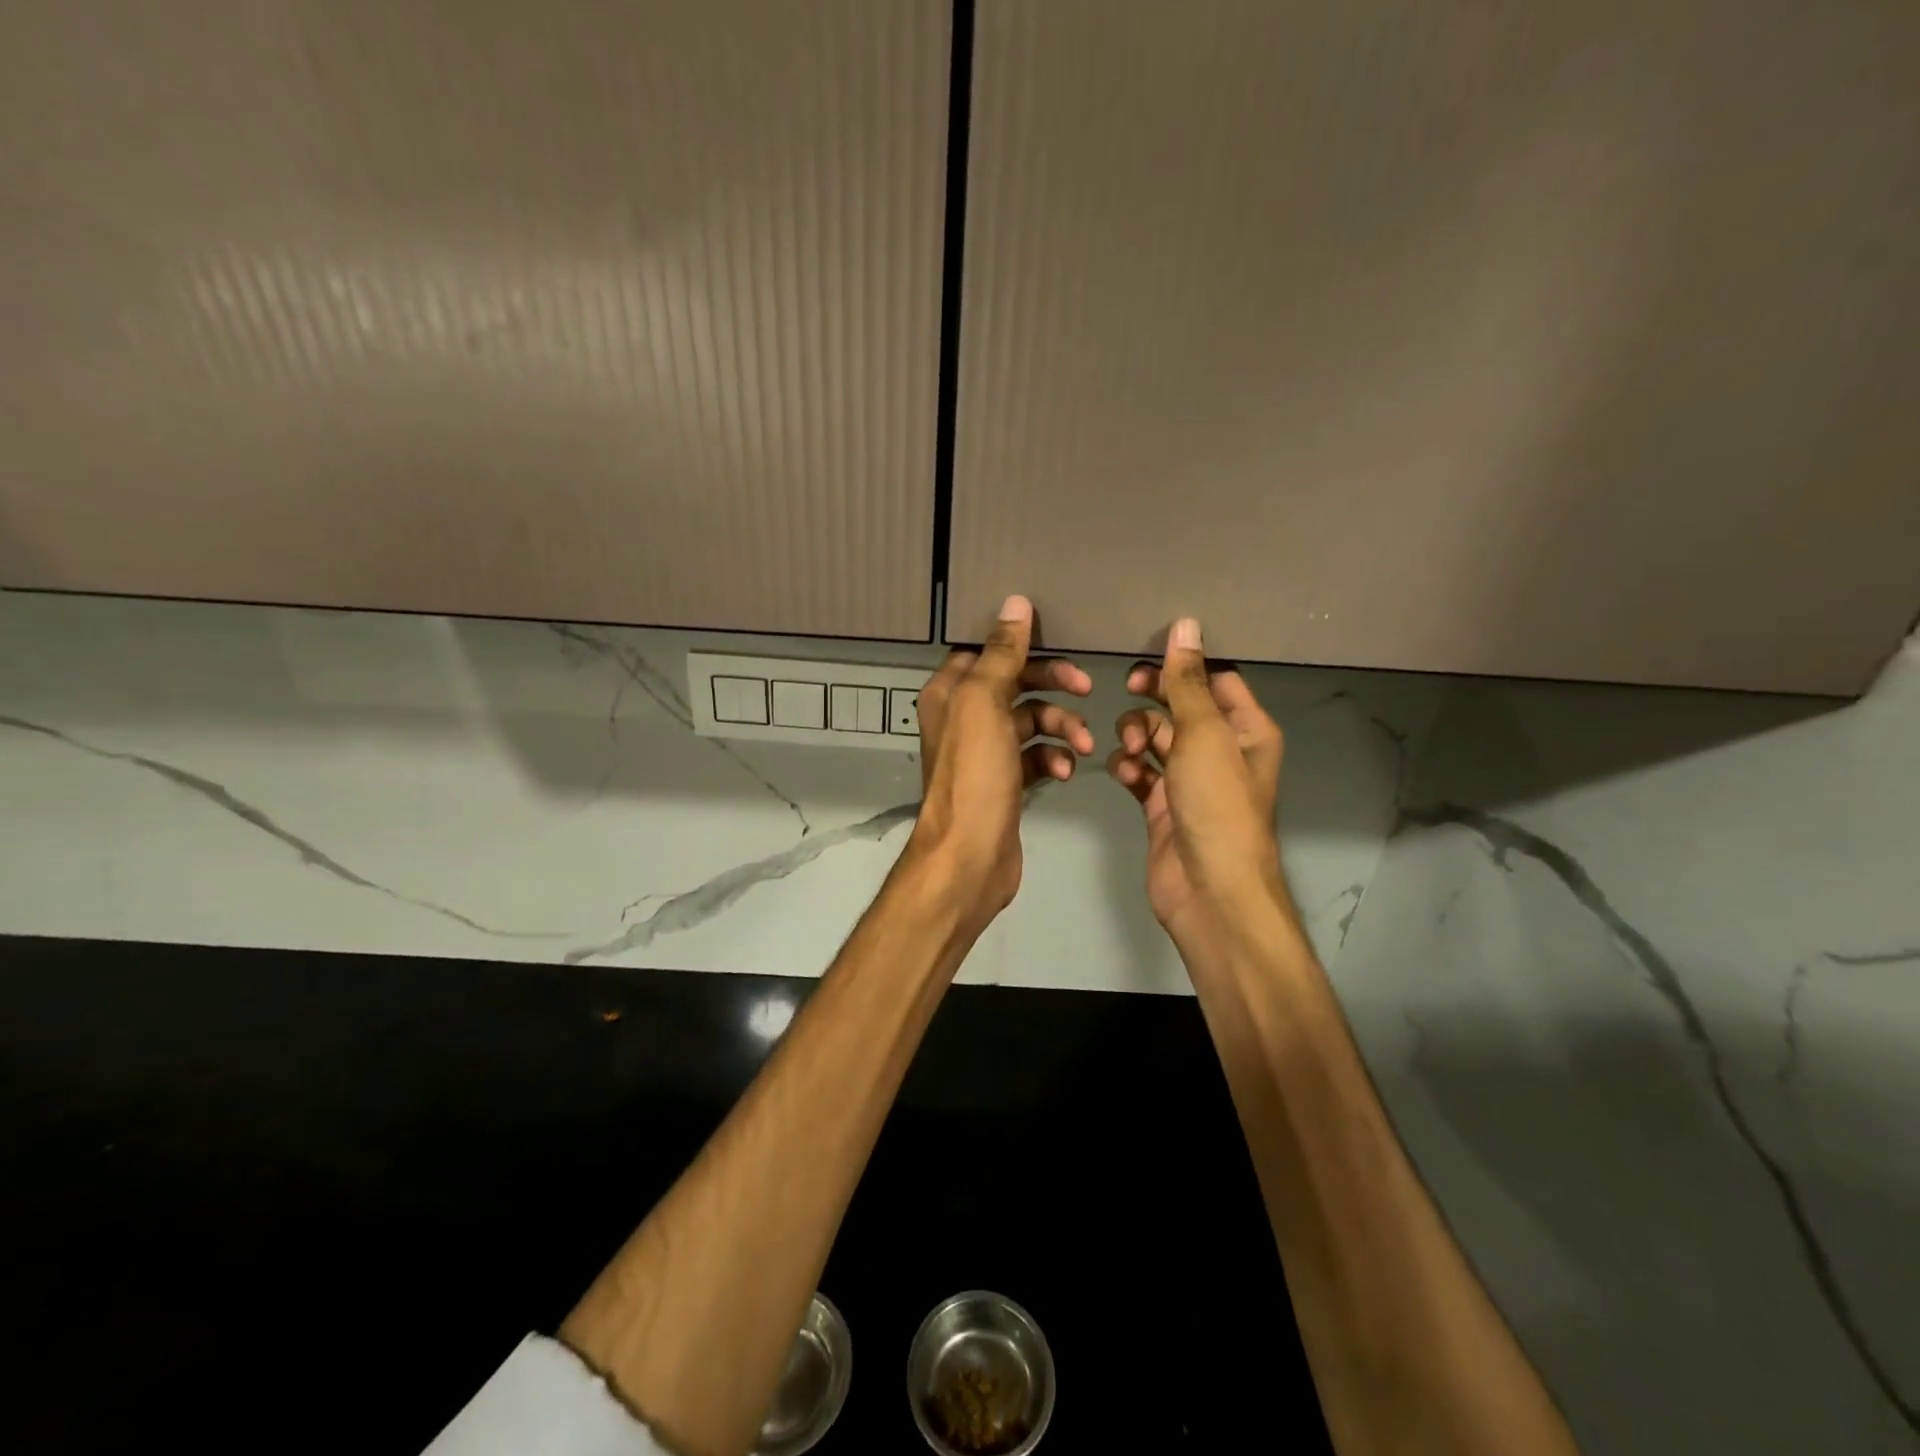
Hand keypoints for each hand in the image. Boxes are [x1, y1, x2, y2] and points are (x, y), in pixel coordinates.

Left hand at [909, 595, 1092, 922]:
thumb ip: (1001, 653)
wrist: (971, 855)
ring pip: (1031, 720)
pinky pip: (1036, 756)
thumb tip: (1015, 604)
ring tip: (1082, 745)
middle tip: (1085, 687)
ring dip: (1060, 726)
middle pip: (1014, 683)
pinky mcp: (1005, 780)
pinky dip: (1053, 758)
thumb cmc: (975, 774)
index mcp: (950, 692)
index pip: (986, 651)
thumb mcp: (985, 703)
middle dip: (1052, 684)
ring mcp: (985, 751)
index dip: (1020, 646)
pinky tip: (1065, 772)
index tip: (1057, 644)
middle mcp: (963, 716)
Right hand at [1106, 617, 1289, 942]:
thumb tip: (1186, 626)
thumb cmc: (1216, 803)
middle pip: (1182, 706)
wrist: (1208, 888)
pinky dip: (1129, 767)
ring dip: (1137, 734)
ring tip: (1129, 746)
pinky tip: (1123, 772)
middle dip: (1155, 697)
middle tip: (1130, 687)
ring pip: (1156, 738)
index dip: (1186, 664)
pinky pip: (1140, 772)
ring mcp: (1190, 780)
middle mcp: (1221, 750)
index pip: (1217, 679)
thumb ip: (1188, 681)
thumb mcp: (1203, 734)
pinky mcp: (1162, 805)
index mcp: (1246, 729)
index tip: (1150, 654)